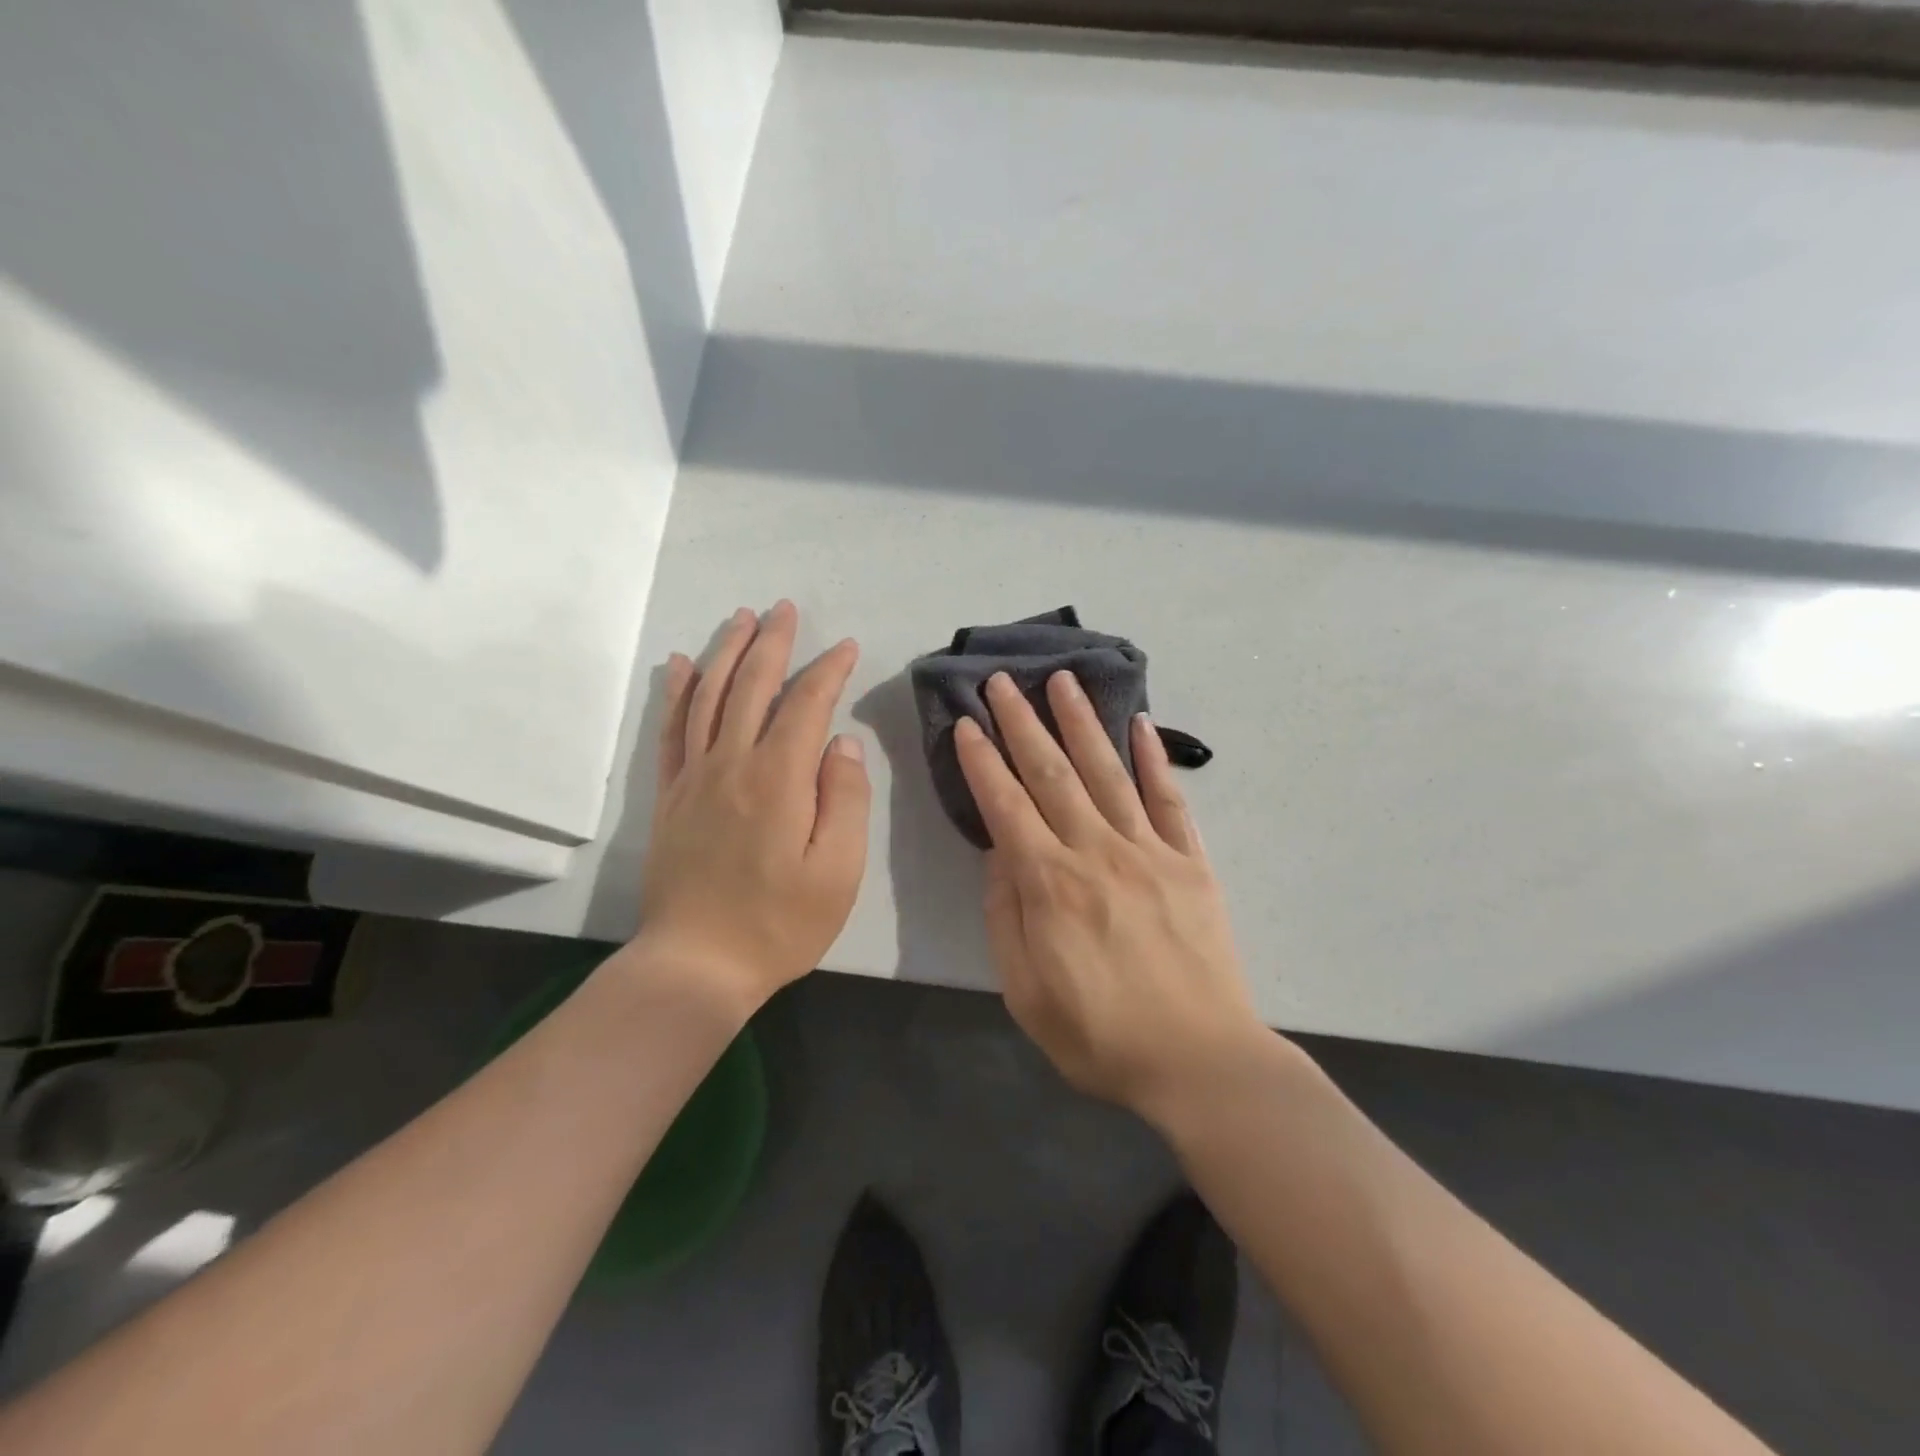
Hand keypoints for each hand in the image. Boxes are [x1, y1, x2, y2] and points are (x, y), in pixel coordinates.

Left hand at [631, 602, 869, 1014]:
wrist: (696, 965)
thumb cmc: (779, 923)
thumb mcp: (837, 871)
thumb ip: (844, 800)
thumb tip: (841, 743)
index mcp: (778, 779)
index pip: (806, 704)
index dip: (827, 671)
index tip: (846, 647)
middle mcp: (732, 763)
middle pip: (751, 686)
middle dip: (772, 643)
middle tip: (785, 609)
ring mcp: (694, 777)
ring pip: (708, 697)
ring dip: (726, 652)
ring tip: (741, 618)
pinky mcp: (670, 797)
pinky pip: (671, 730)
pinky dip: (676, 692)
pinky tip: (680, 665)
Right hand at [956, 671, 1264, 1117]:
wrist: (1200, 1063)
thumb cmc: (1100, 1037)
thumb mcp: (1026, 992)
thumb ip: (1006, 916)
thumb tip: (999, 853)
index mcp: (1051, 885)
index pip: (1006, 806)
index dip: (983, 761)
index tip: (967, 723)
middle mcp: (1097, 852)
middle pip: (1053, 774)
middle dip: (1023, 723)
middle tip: (1003, 681)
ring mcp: (1150, 852)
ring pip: (1109, 772)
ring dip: (1082, 723)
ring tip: (1063, 680)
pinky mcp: (1191, 863)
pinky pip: (1170, 801)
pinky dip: (1155, 760)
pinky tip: (1141, 725)